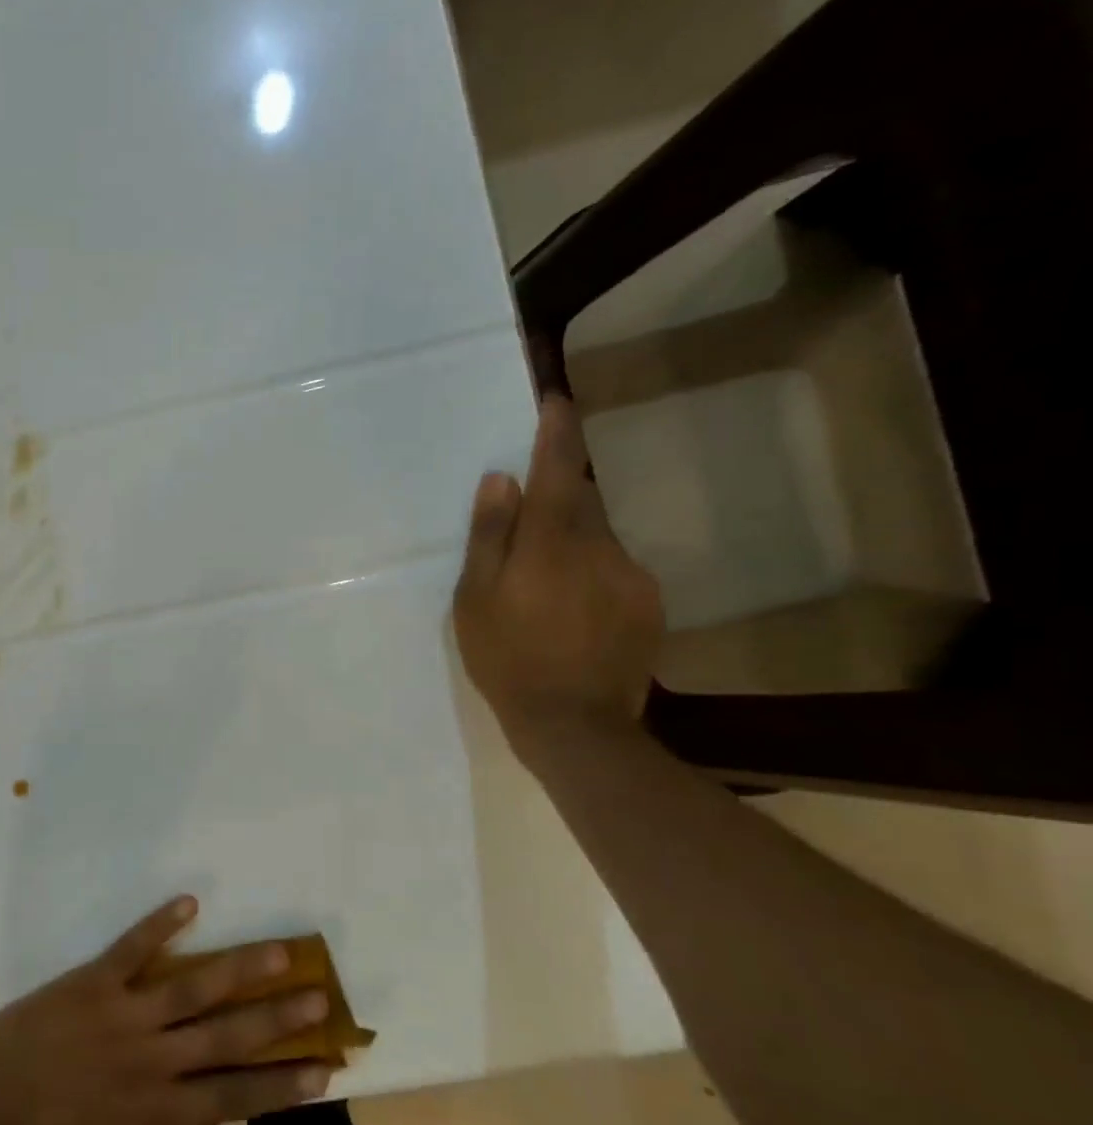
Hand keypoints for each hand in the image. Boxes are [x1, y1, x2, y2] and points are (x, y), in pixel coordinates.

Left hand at [0, 896, 329, 1124]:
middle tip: (320, 996)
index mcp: (156, 1111)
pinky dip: (159, 924)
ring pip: (191, 987)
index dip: (280, 1084)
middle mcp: (151, 1057)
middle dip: (277, 1018)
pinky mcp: (90, 982)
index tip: (324, 1069)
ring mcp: (122, 1013)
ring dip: (238, 968)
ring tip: (279, 949)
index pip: (234, 1096)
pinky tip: (189, 902)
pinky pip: (131, 947)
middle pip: (226, 1034)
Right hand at [451, 395, 663, 756]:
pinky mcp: (648, 603)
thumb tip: (500, 480)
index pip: (557, 469)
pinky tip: (571, 610)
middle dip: (559, 491)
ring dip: (572, 540)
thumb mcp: (475, 599)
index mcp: (550, 541)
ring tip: (543, 581)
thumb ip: (489, 537)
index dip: (557, 433)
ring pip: (599, 536)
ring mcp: (630, 574)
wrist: (575, 723)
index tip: (557, 400)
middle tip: (529, 510)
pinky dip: (592, 572)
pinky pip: (615, 569)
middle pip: (581, 499)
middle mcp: (599, 545)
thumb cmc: (507, 658)